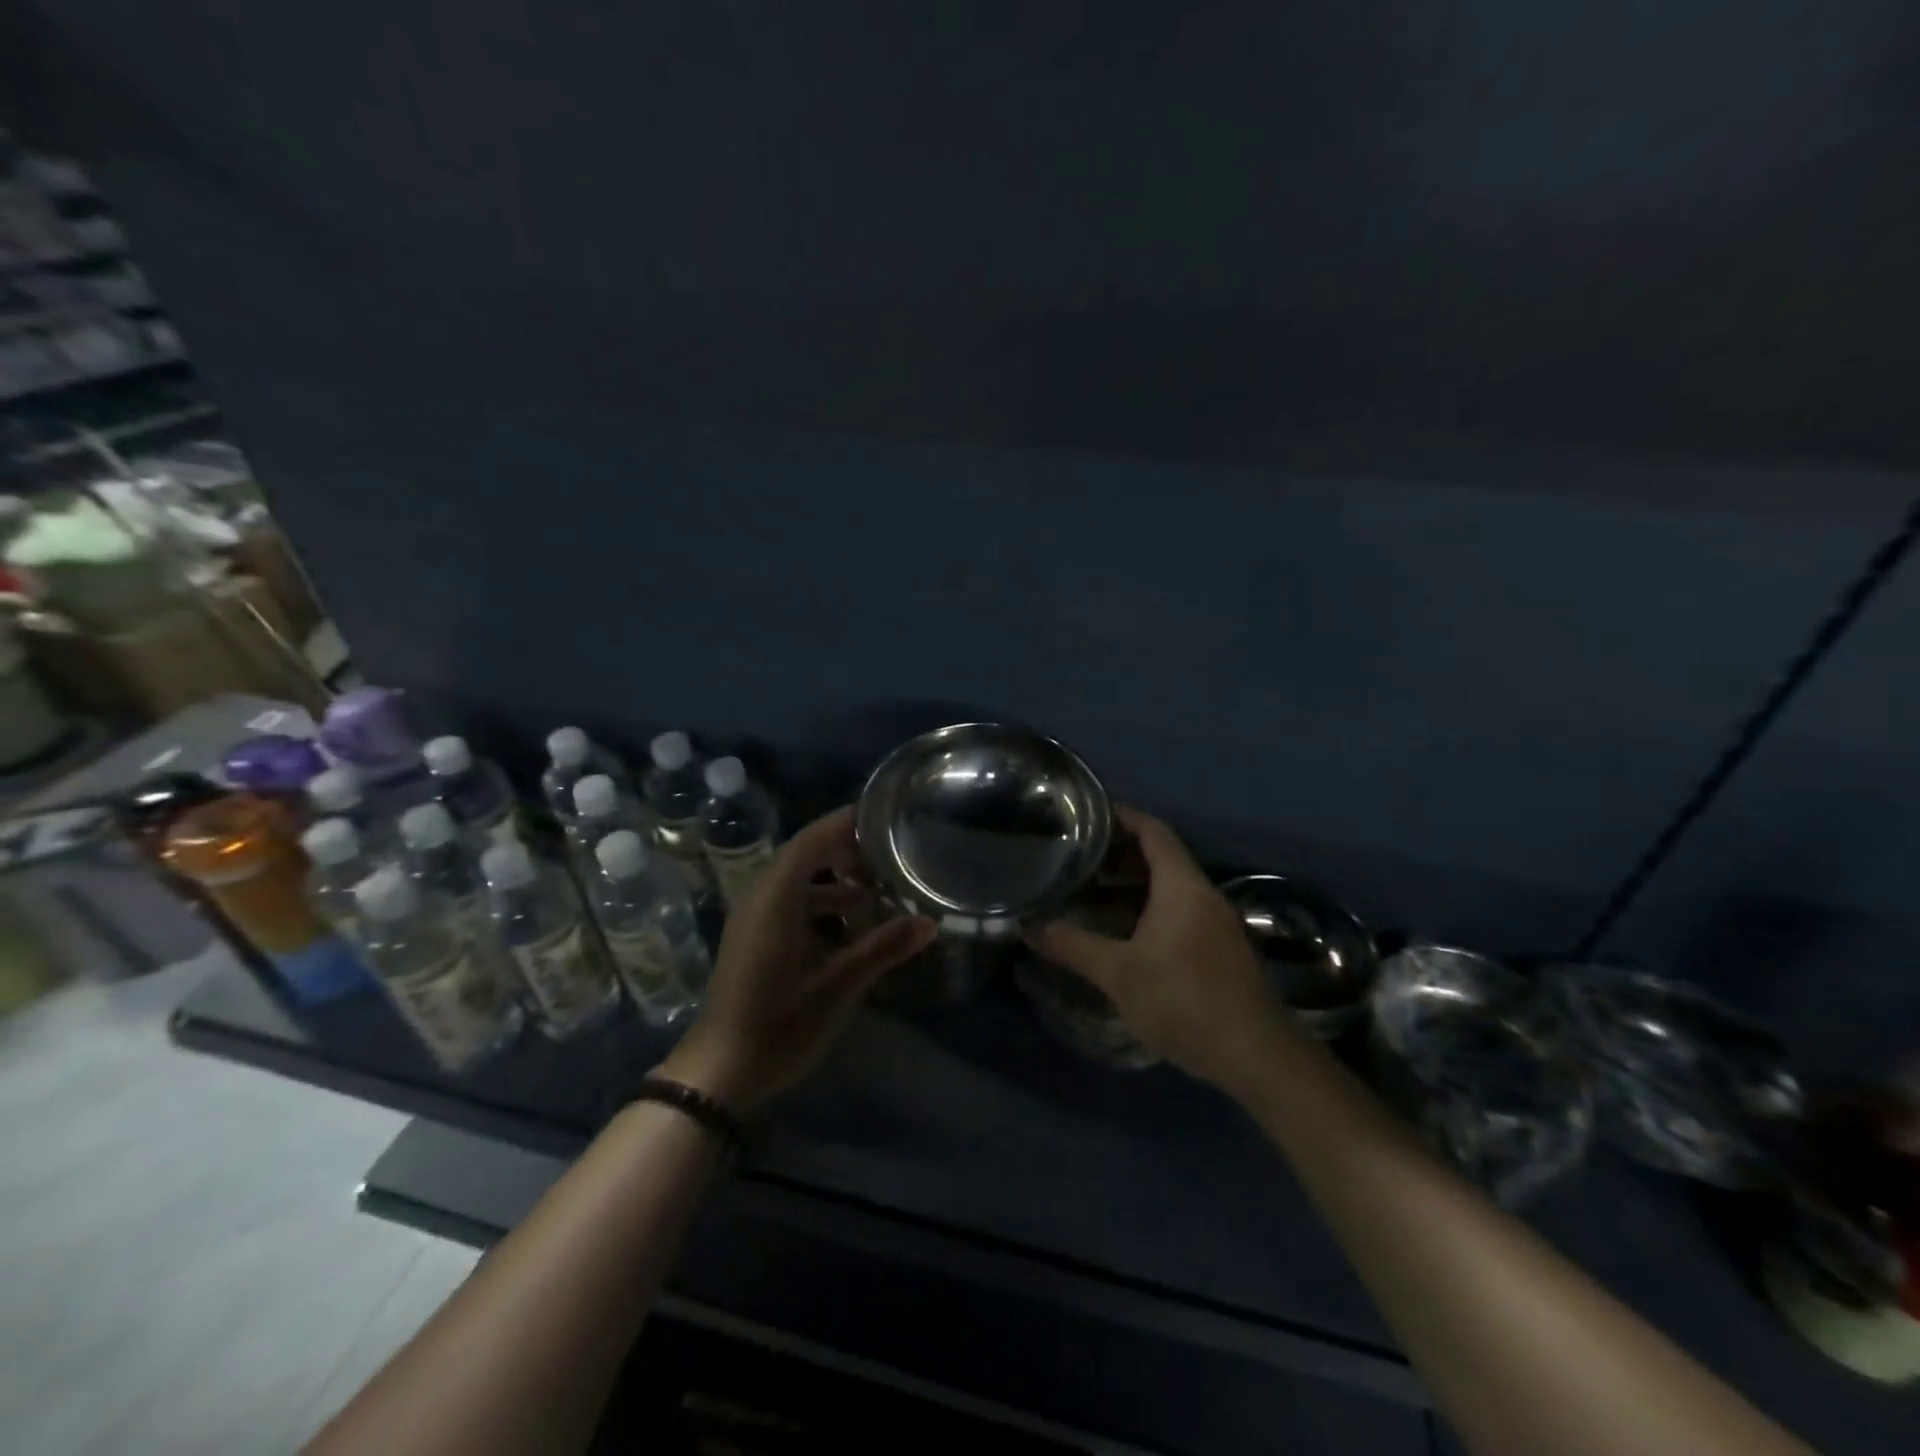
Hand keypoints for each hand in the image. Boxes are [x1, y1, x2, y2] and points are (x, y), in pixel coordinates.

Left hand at [661, 807, 935, 1113]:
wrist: (720, 1071)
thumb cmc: (780, 1023)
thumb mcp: (840, 985)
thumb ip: (885, 947)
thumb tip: (931, 923)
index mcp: (777, 896)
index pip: (814, 838)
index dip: (847, 823)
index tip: (886, 816)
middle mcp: (760, 895)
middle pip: (806, 854)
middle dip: (847, 851)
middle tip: (890, 854)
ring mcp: (753, 917)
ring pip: (798, 880)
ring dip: (836, 880)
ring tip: (878, 891)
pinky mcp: (752, 937)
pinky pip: (790, 902)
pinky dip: (820, 902)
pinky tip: (851, 925)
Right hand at [1032, 808, 1292, 1091]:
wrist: (1256, 1056)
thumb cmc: (1184, 1000)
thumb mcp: (1118, 974)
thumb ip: (1072, 945)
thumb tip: (1026, 926)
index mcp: (1182, 886)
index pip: (1152, 831)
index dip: (1122, 816)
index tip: (1086, 813)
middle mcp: (1202, 894)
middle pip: (1160, 856)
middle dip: (1119, 853)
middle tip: (1076, 856)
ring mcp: (1216, 922)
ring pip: (1169, 888)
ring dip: (1132, 885)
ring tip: (1090, 891)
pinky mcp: (1220, 949)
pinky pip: (1179, 911)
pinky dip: (1148, 909)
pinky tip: (1122, 931)